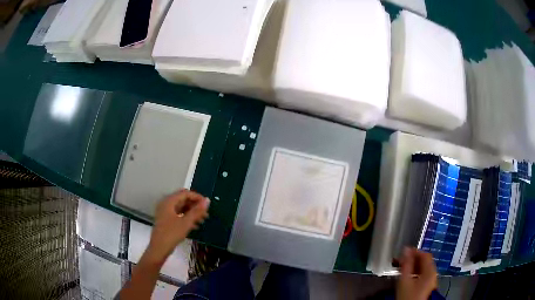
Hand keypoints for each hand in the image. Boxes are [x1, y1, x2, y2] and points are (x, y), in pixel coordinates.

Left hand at [145, 189, 209, 264]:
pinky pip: (178, 214)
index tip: (207, 205)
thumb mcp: (186, 222)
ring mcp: (165, 211)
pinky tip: (195, 225)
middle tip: (206, 214)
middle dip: (195, 205)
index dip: (197, 197)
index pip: (185, 193)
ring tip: (202, 220)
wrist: (159, 248)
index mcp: (169, 201)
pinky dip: (186, 217)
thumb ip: (197, 211)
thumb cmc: (172, 234)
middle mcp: (166, 203)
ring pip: (181, 207)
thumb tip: (207, 200)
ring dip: (192, 212)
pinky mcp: (166, 219)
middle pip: (183, 199)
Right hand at [396, 248, 436, 299]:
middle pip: (424, 261)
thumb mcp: (405, 280)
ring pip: (423, 268)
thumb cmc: (408, 295)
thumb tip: (406, 250)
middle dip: (412, 259)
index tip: (404, 251)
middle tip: (401, 260)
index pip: (425, 255)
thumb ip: (406, 264)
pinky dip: (415, 272)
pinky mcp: (427, 285)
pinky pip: (422, 274)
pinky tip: (406, 275)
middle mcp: (433, 274)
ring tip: (402, 267)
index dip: (415, 251)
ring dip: (413, 266)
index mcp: (430, 271)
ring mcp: (431, 280)